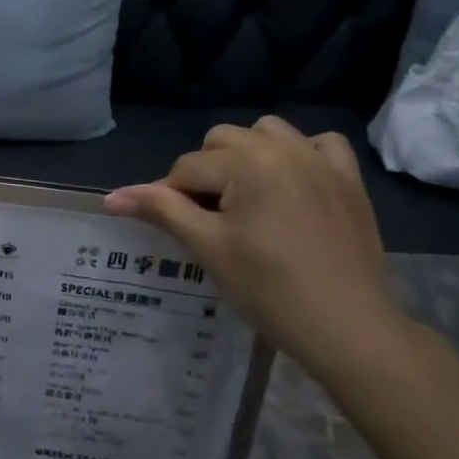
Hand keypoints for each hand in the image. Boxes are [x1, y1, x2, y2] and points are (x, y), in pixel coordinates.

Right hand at [104, 117, 403, 374]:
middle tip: (209, 218)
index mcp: (247, 163)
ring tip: (244, 197)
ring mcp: (321, 160)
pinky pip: (318, 143)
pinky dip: (298, 154)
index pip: (186, 168)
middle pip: (221, 140)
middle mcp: (284, 148)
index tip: (176, 230)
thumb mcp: (207, 247)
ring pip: (266, 132)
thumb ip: (161, 210)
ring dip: (246, 155)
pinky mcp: (348, 179)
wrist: (346, 325)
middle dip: (205, 171)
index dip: (170, 198)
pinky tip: (290, 183)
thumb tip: (111, 197)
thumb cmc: (268, 288)